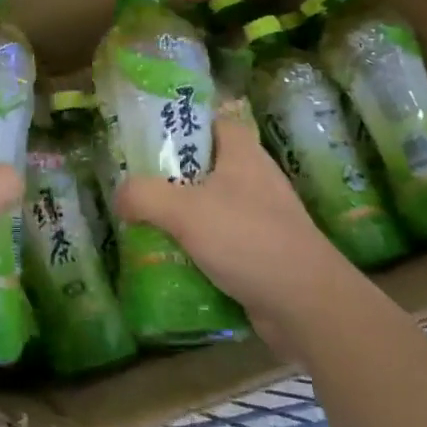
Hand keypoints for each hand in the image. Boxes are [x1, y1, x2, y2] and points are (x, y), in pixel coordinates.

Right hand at [113, 113, 361, 343]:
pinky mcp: (263, 252)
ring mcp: (262, 218)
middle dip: (171, 175)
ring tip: (145, 223)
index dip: (183, 123)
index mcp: (243, 155)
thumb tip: (119, 197)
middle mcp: (255, 180)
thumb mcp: (183, 210)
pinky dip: (198, 247)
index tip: (149, 137)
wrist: (307, 304)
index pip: (213, 122)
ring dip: (181, 215)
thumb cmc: (247, 239)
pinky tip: (172, 259)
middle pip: (206, 165)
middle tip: (135, 184)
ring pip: (211, 205)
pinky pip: (221, 240)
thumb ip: (143, 195)